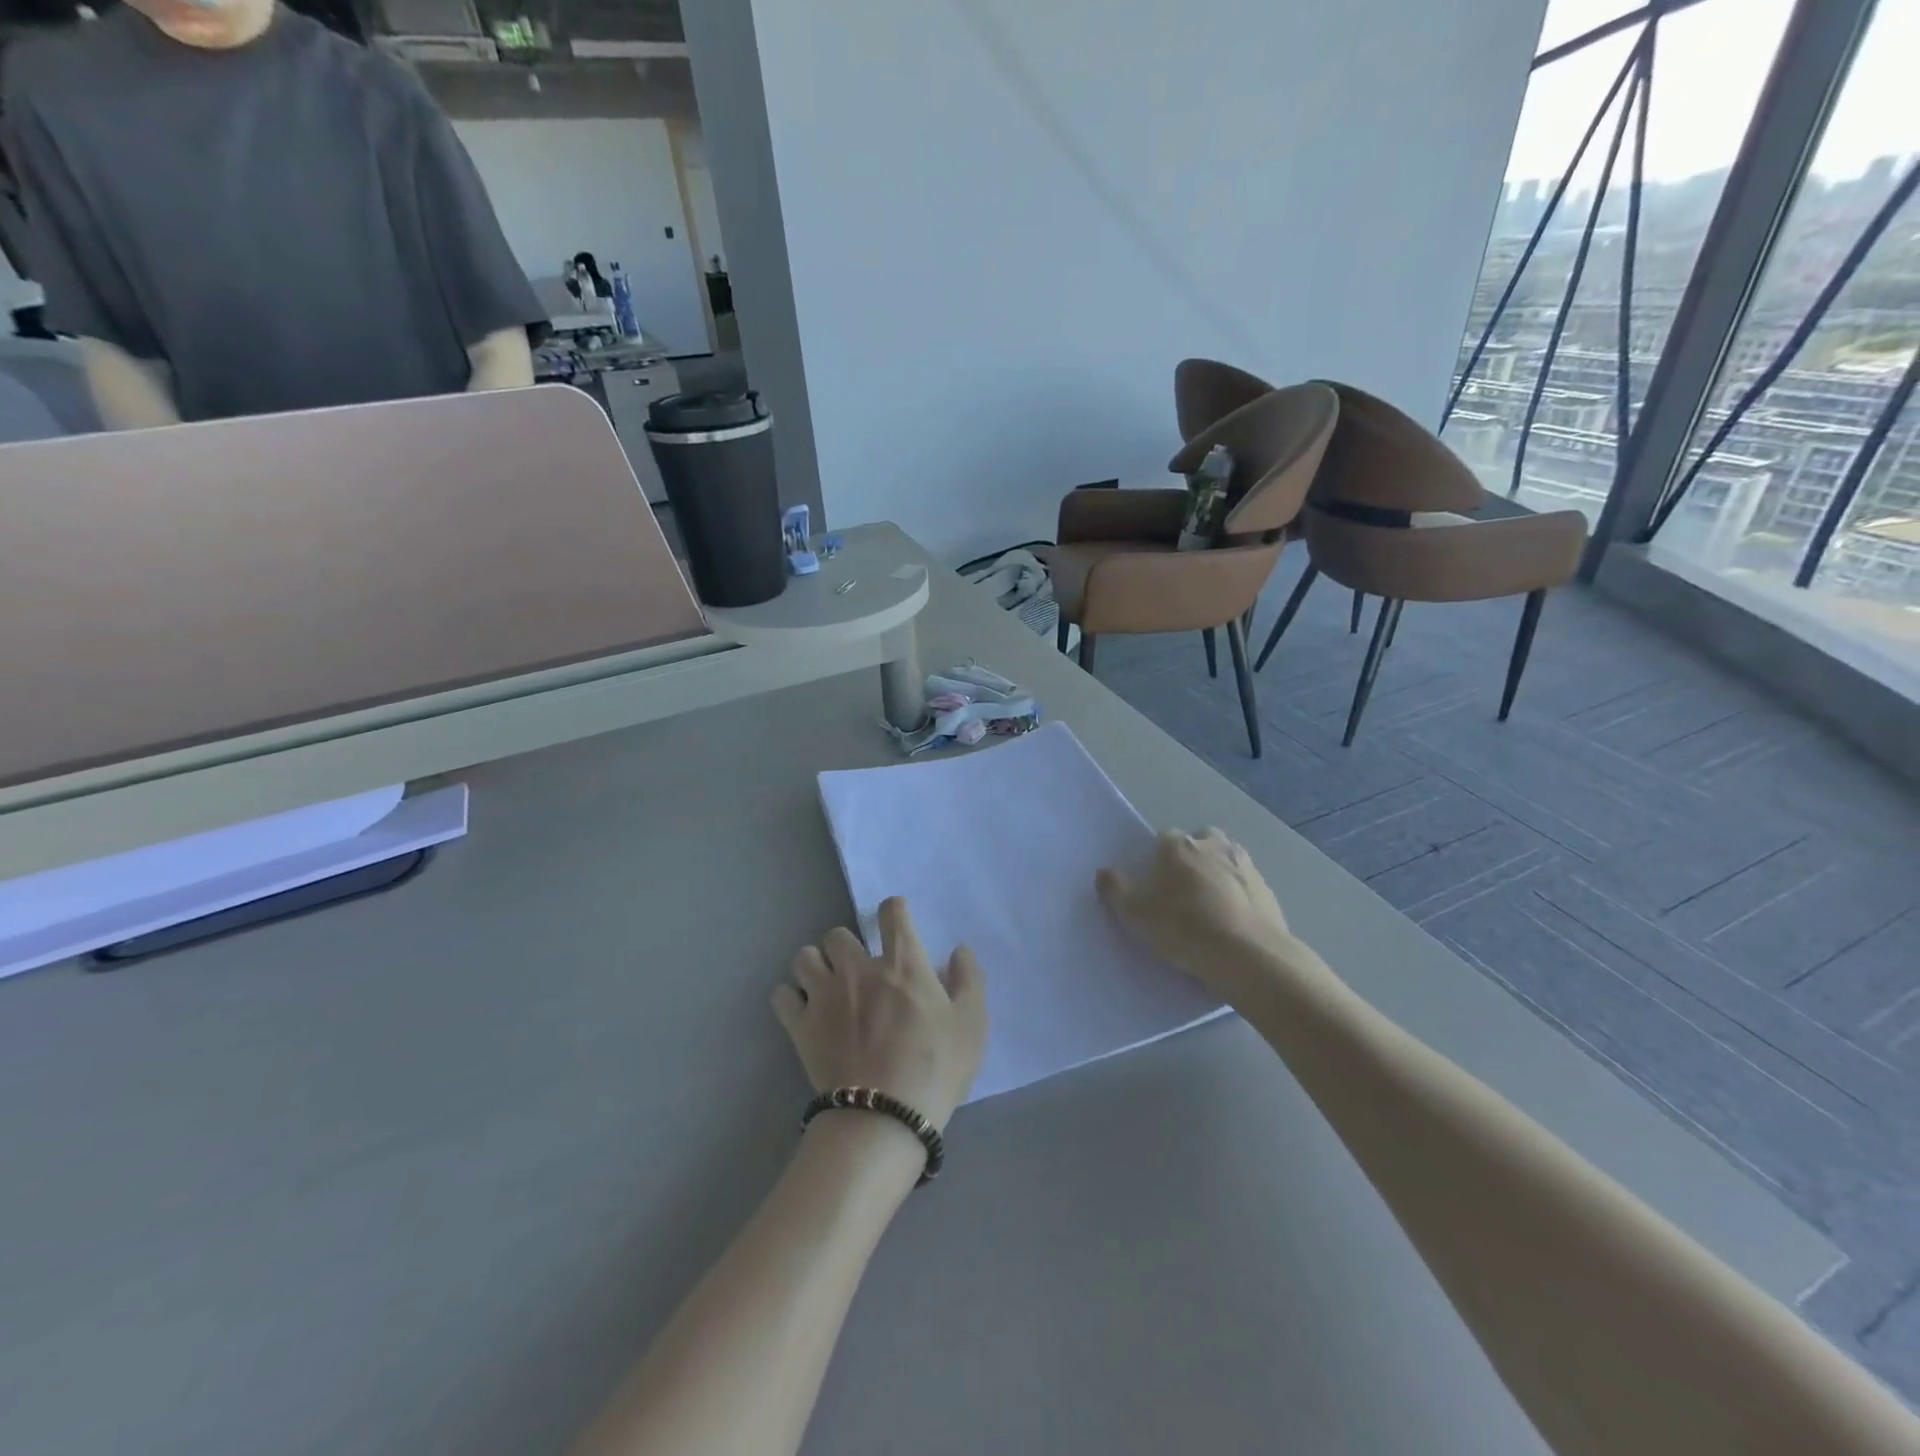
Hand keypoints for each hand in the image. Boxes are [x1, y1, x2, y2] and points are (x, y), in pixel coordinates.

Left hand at [773, 897, 985, 1133]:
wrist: (884, 1117)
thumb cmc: (935, 1068)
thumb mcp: (971, 1024)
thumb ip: (968, 980)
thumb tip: (959, 951)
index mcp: (902, 963)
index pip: (892, 913)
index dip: (893, 910)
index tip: (895, 922)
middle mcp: (858, 968)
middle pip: (837, 934)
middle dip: (847, 947)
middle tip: (858, 970)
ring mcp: (824, 995)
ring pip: (804, 957)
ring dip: (815, 966)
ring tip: (826, 987)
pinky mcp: (800, 1025)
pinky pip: (781, 995)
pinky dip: (791, 998)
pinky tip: (804, 1012)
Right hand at [1096, 828, 1295, 989]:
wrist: (1248, 955)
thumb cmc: (1184, 927)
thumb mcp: (1135, 913)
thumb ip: (1115, 888)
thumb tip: (1104, 873)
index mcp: (1179, 845)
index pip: (1163, 839)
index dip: (1157, 860)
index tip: (1155, 885)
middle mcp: (1214, 845)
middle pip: (1199, 842)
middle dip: (1192, 859)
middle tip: (1183, 893)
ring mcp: (1246, 865)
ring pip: (1225, 861)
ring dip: (1217, 875)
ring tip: (1209, 909)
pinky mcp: (1267, 890)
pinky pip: (1246, 886)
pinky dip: (1238, 897)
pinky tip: (1232, 923)